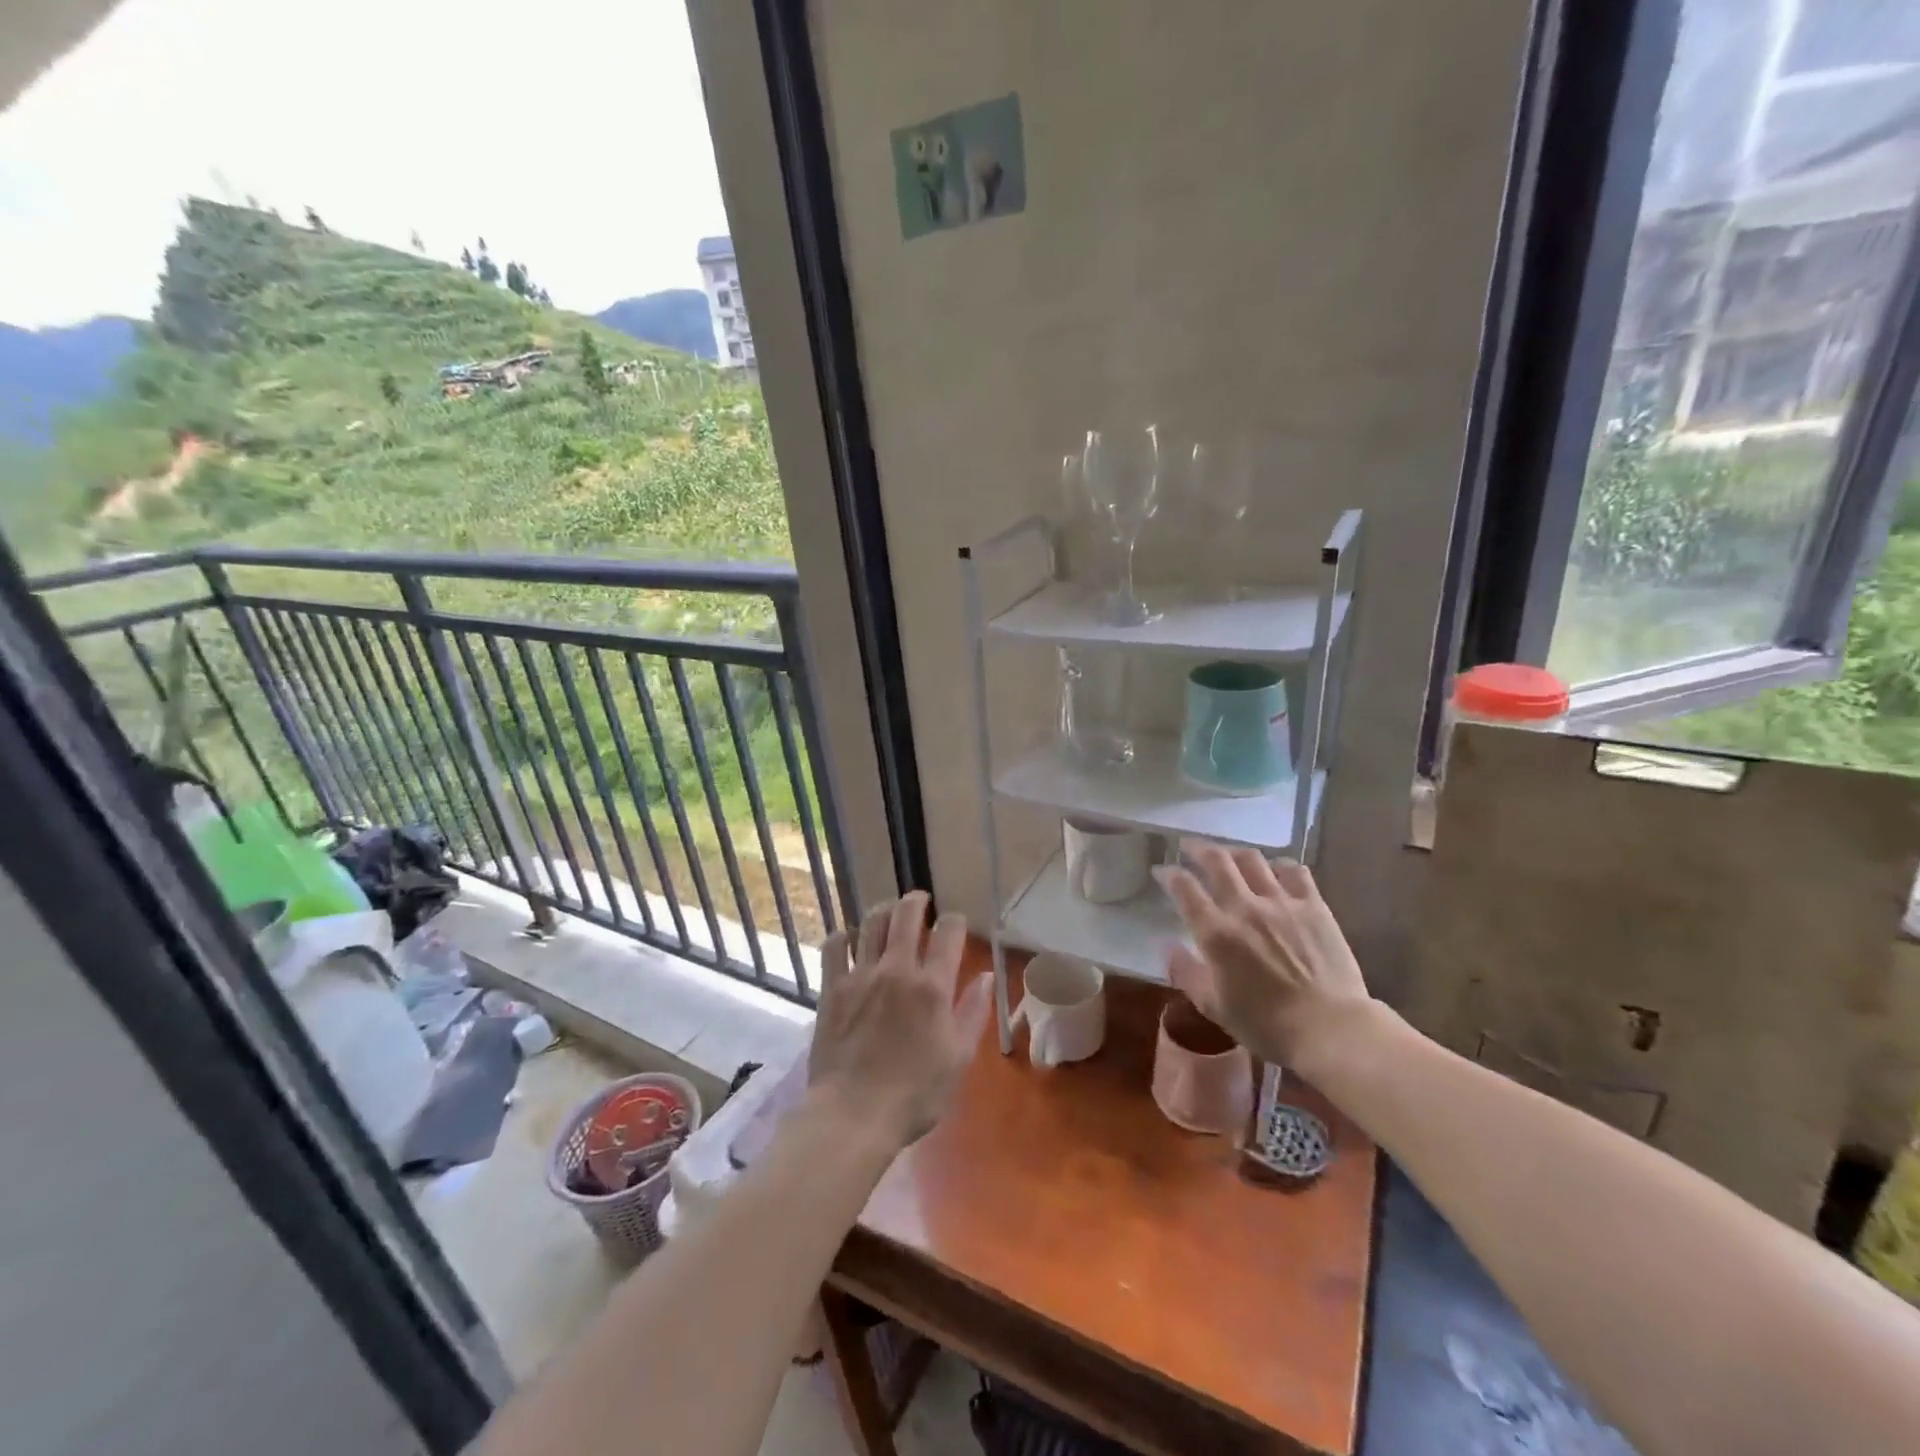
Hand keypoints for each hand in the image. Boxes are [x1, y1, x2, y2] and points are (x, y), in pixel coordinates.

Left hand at [808, 891, 992, 1148]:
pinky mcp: (832, 988)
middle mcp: (896, 970)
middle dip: (917, 901)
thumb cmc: (915, 1094)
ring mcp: (860, 976)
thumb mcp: (958, 1058)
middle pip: (906, 915)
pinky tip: (848, 939)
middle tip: (920, 900)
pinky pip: (834, 947)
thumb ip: (973, 1012)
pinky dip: (843, 936)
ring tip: (888, 913)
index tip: (955, 924)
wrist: (853, 1115)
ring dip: (883, 912)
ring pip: (871, 924)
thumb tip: (986, 975)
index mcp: (932, 986)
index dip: (954, 920)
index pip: (948, 932)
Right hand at [1155, 843, 1371, 1068]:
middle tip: (1189, 847)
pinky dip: (1280, 865)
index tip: (1162, 871)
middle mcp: (1245, 908)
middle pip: (1217, 861)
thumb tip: (1167, 946)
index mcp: (1216, 933)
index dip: (1169, 875)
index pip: (1184, 888)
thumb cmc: (1266, 1025)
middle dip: (1197, 848)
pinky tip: (1276, 871)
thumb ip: (1186, 972)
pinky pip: (1295, 871)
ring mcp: (1282, 902)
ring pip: (1253, 859)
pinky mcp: (1314, 906)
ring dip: (1235, 853)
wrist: (1331, 1029)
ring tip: (1229, 856)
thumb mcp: (1214, 1006)